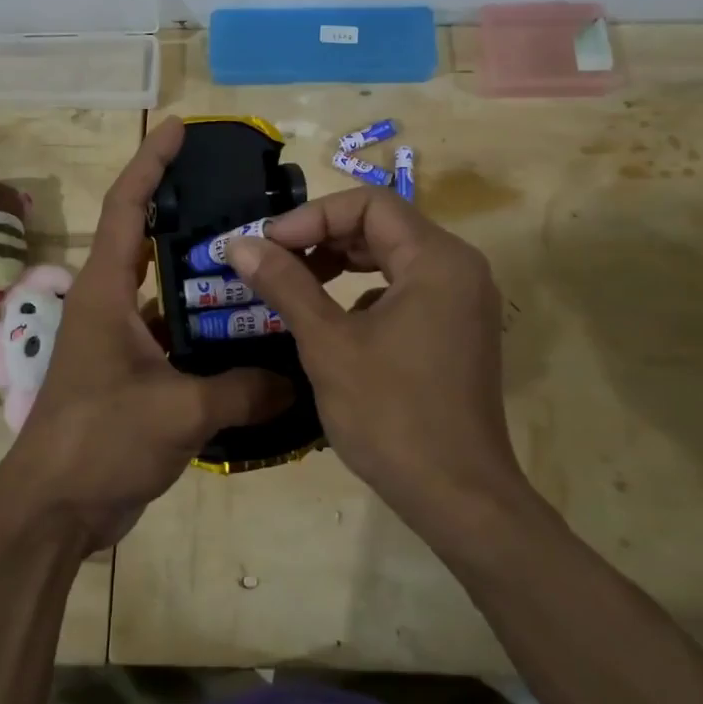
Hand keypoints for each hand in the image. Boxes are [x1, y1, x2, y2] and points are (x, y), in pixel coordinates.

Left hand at [0, 118, 289, 550]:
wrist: (54, 511)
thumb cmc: (99, 442)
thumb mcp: (178, 411)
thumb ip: (243, 390)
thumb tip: (300, 381)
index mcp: (106, 291)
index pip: (126, 207)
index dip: (151, 163)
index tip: (179, 128)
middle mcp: (111, 304)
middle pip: (150, 239)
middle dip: (190, 212)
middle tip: (246, 197)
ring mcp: (122, 340)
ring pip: (170, 291)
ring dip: (207, 276)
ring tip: (263, 259)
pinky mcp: (136, 374)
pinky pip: (179, 336)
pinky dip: (211, 330)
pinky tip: (254, 334)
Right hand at [222, 186, 524, 533]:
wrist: (459, 499)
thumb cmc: (392, 416)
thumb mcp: (328, 344)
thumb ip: (285, 285)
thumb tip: (239, 244)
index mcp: (437, 259)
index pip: (369, 204)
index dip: (312, 216)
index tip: (268, 244)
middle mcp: (459, 268)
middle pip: (383, 226)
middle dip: (323, 237)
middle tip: (275, 261)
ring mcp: (463, 301)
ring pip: (393, 258)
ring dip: (341, 263)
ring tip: (296, 285)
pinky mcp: (457, 330)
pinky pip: (406, 289)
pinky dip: (365, 292)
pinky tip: (335, 322)